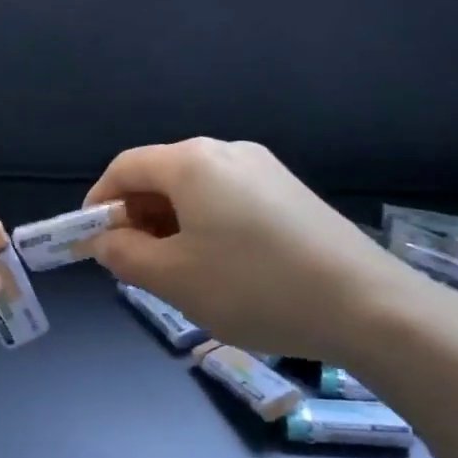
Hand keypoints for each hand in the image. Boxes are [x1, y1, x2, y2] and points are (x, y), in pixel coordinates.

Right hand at [82, 138, 417, 365]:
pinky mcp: (290, 191)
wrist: (367, 306)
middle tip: (132, 263)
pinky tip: (218, 263)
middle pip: (161, 174)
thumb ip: (124, 255)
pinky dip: (204, 223)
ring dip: (169, 222)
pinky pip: (227, 198)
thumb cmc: (253, 287)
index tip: (90, 241)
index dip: (98, 201)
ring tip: (174, 269)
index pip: (124, 168)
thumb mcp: (173, 278)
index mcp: (191, 162)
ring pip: (195, 188)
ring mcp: (264, 168)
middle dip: (135, 215)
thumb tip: (106, 241)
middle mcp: (227, 151)